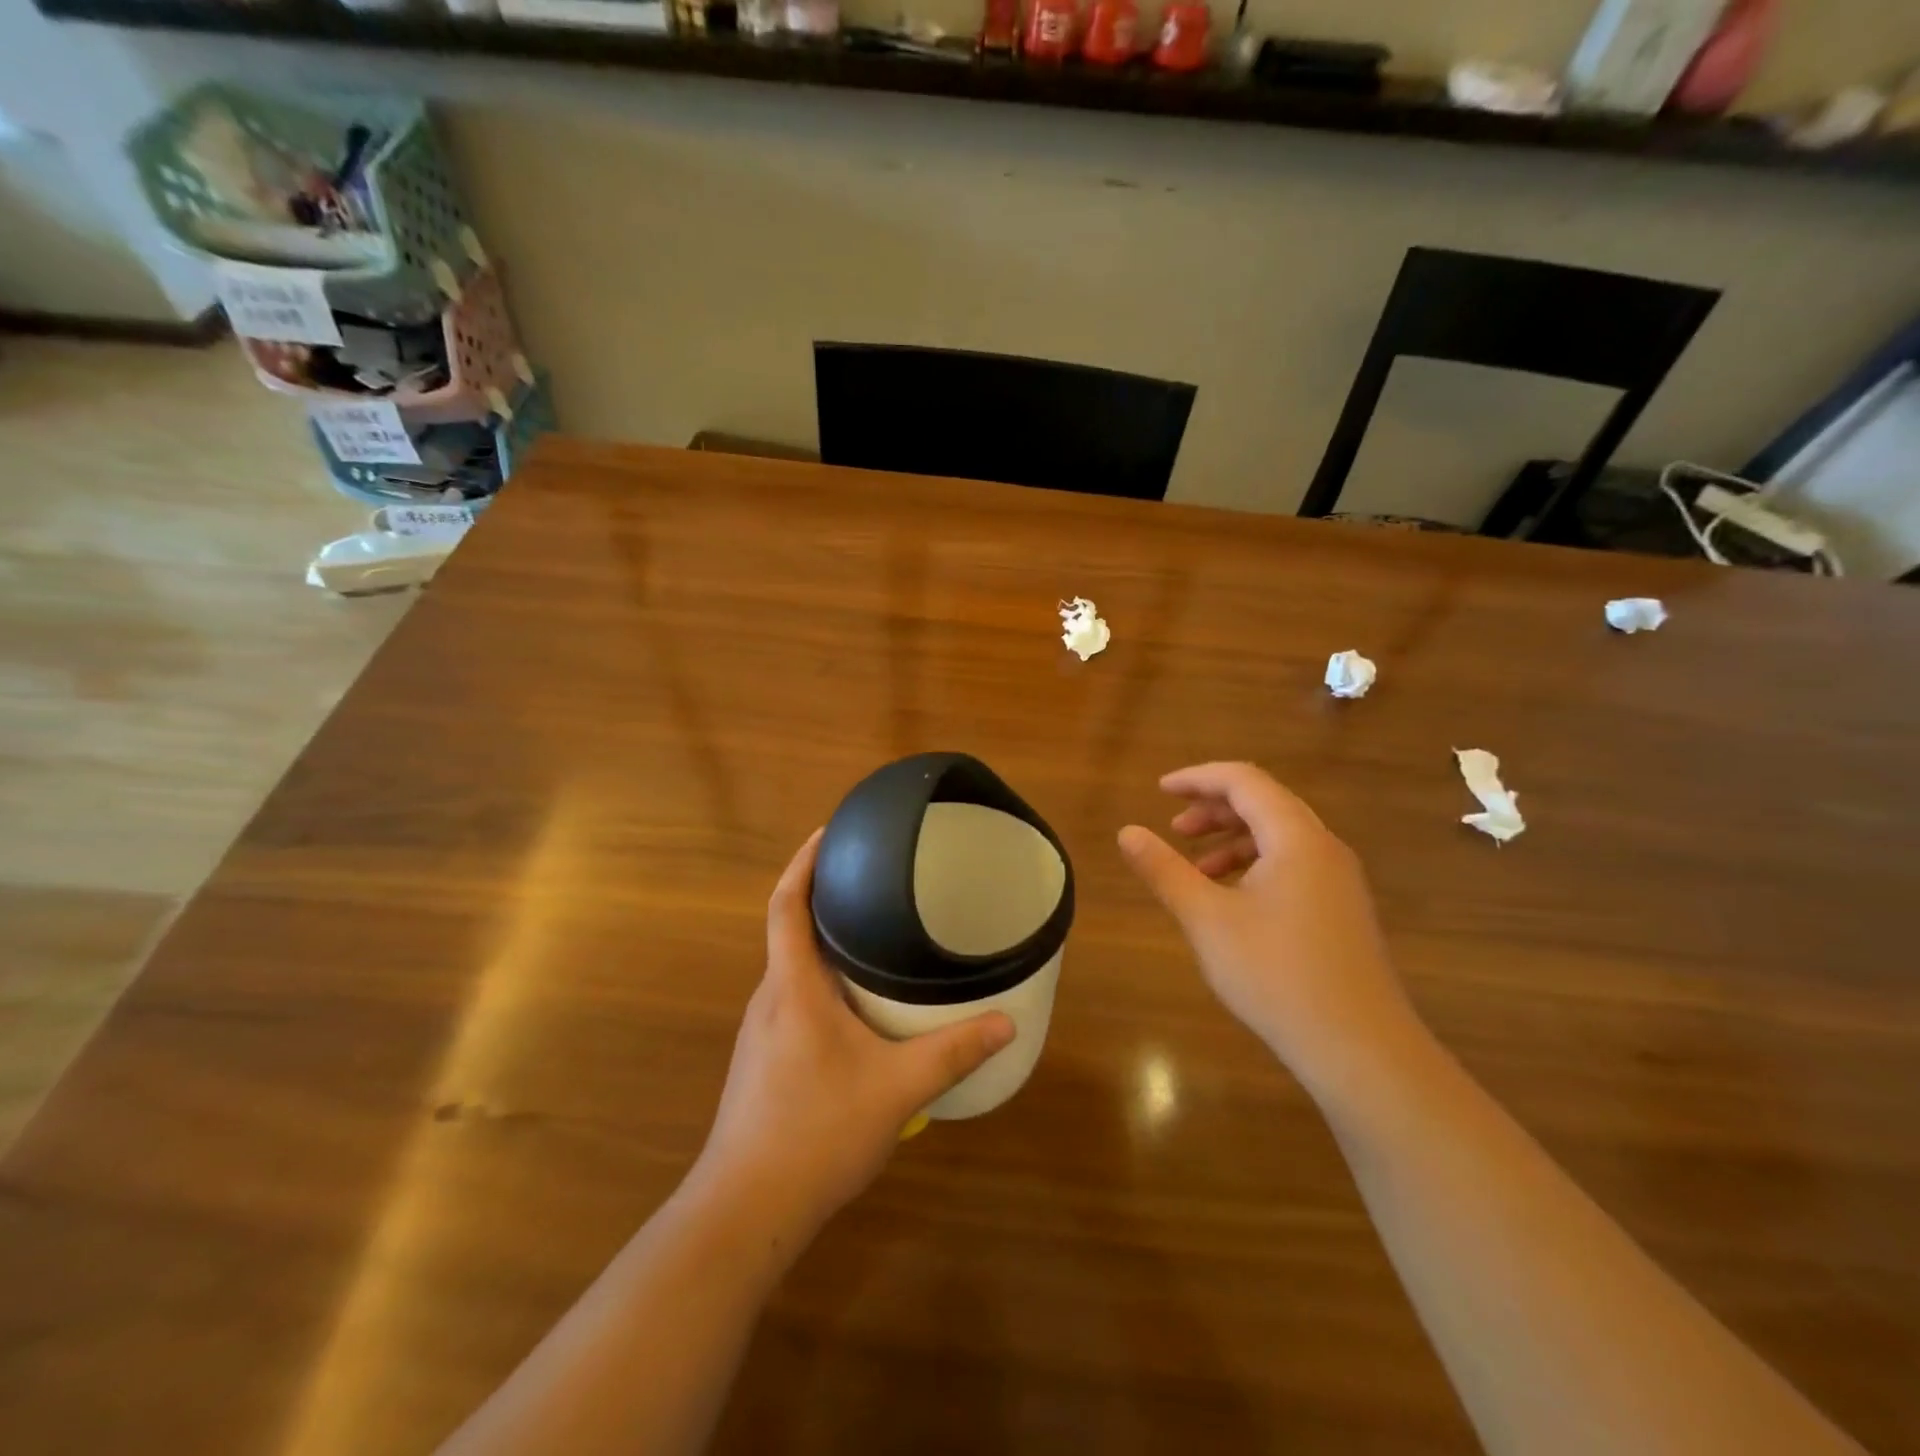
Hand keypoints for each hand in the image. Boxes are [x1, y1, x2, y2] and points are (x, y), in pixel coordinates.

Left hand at [693, 830, 1015, 1239]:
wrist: (745, 1210)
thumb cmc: (816, 1131)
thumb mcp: (897, 1089)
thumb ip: (952, 1052)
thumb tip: (1006, 1022)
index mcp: (793, 987)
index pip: (786, 905)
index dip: (804, 862)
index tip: (827, 831)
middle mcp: (771, 998)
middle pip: (789, 930)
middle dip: (824, 897)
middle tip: (871, 878)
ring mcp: (762, 1032)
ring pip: (793, 968)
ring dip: (823, 943)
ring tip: (871, 933)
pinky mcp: (763, 1060)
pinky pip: (794, 999)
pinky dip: (821, 981)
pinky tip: (856, 1005)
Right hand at [1118, 763, 1422, 1088]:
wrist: (1360, 1048)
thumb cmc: (1276, 974)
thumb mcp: (1207, 919)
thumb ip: (1164, 870)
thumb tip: (1127, 832)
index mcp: (1296, 837)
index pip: (1244, 781)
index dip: (1198, 778)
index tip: (1160, 790)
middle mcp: (1324, 847)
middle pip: (1265, 804)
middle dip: (1215, 810)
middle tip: (1175, 829)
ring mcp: (1339, 880)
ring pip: (1279, 838)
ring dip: (1233, 841)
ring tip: (1195, 870)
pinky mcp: (1342, 911)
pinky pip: (1293, 866)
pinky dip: (1255, 867)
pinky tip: (1231, 902)